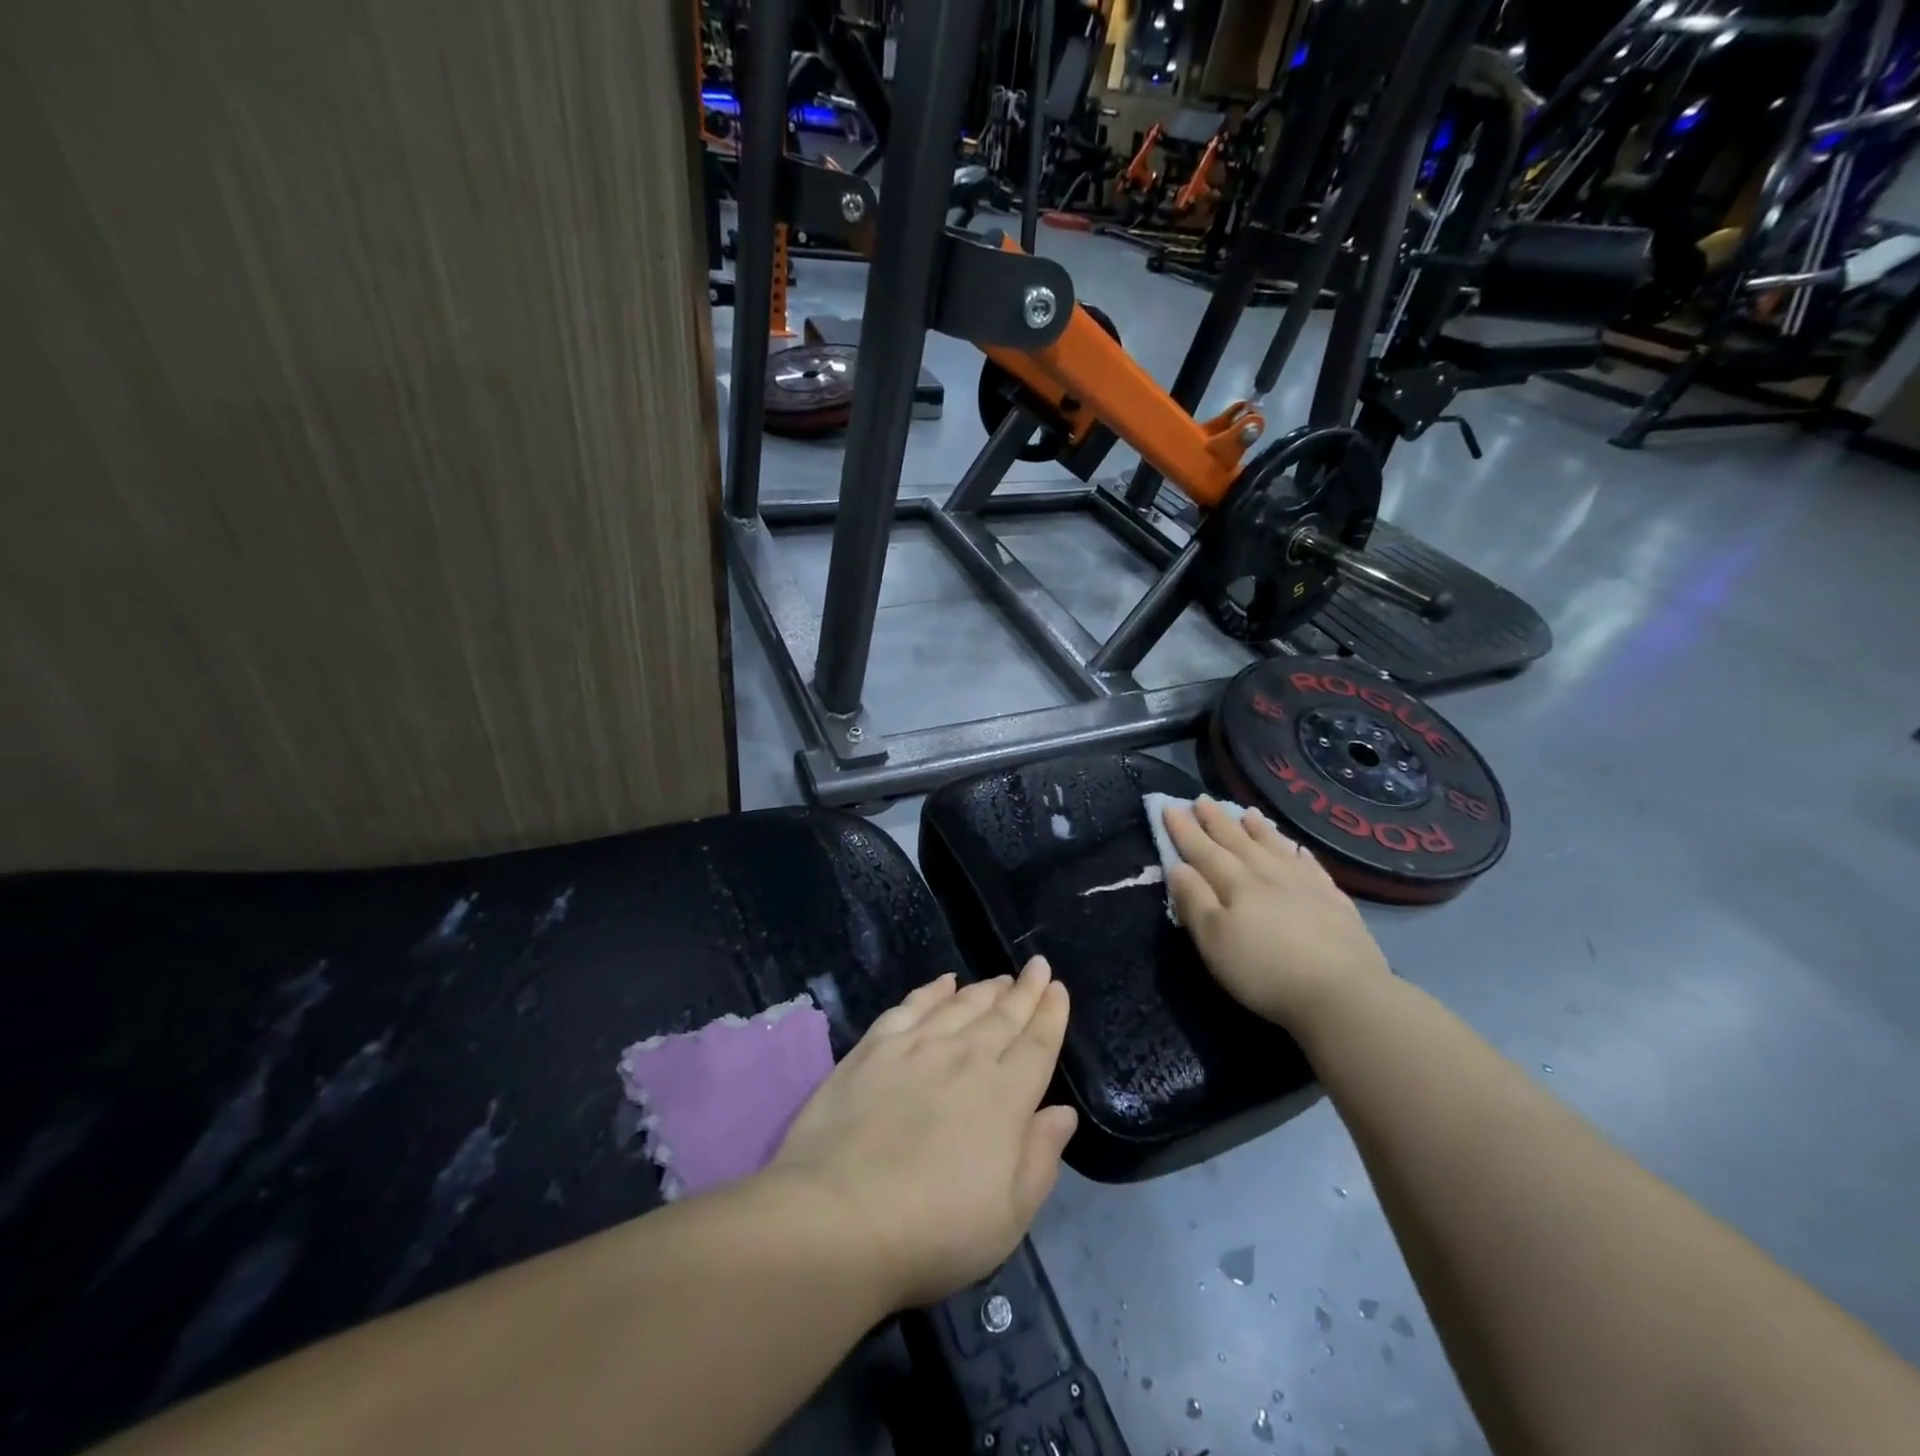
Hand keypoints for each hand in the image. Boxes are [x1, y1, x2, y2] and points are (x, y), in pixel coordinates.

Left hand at [770, 957, 1077, 1309]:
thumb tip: (1064, 1112)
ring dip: (985, 989)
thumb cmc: (934, 1230)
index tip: (1058, 988)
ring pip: (961, 1005)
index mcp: (1005, 1097)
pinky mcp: (875, 1047)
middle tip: (1038, 966)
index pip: (1037, 1045)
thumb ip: (1041, 1157)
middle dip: (1025, 990)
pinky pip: (911, 1006)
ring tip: (1001, 978)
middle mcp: (966, 1058)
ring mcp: (917, 1047)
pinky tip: (944, 982)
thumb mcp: (1009, 1216)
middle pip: (1003, 1016)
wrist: (840, 1217)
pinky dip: (932, 991)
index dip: (1051, 1015)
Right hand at [1163, 798, 1390, 1031]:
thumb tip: (1177, 866)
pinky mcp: (1334, 900)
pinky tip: (1297, 848)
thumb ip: (1194, 900)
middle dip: (1217, 821)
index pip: (1202, 850)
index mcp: (1235, 883)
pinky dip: (1299, 852)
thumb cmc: (1264, 970)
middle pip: (1237, 841)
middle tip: (1202, 799)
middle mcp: (1268, 874)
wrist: (1342, 992)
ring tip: (1246, 812)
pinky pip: (1311, 865)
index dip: (1184, 830)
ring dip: (1258, 829)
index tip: (1169, 806)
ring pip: (1275, 846)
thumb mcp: (1214, 940)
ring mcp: (1304, 884)